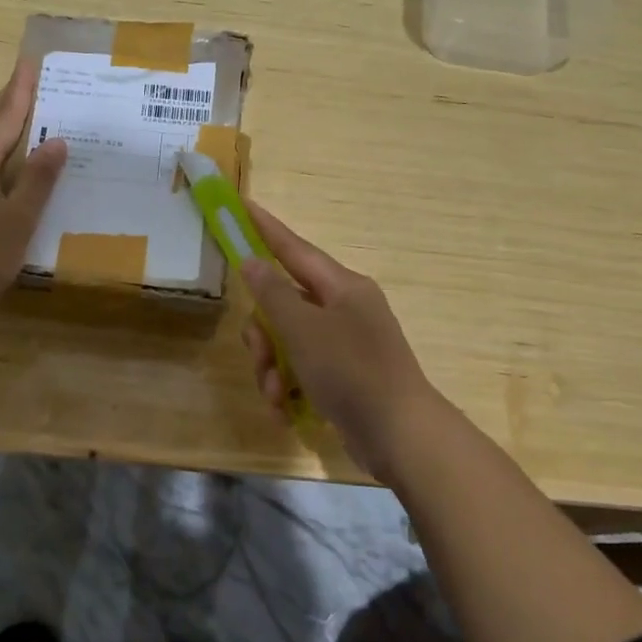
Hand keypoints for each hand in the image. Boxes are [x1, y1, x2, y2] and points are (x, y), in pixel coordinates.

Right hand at [239, 201, 443, 481]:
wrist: (400, 435)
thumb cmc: (352, 372)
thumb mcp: (304, 330)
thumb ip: (273, 294)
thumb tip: (252, 262)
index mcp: (342, 287)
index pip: (294, 249)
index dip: (265, 229)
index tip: (242, 206)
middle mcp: (344, 310)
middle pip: (285, 304)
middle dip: (264, 333)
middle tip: (260, 356)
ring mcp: (345, 344)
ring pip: (288, 341)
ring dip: (272, 367)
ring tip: (275, 394)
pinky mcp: (343, 376)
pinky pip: (301, 369)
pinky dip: (287, 387)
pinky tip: (283, 410)